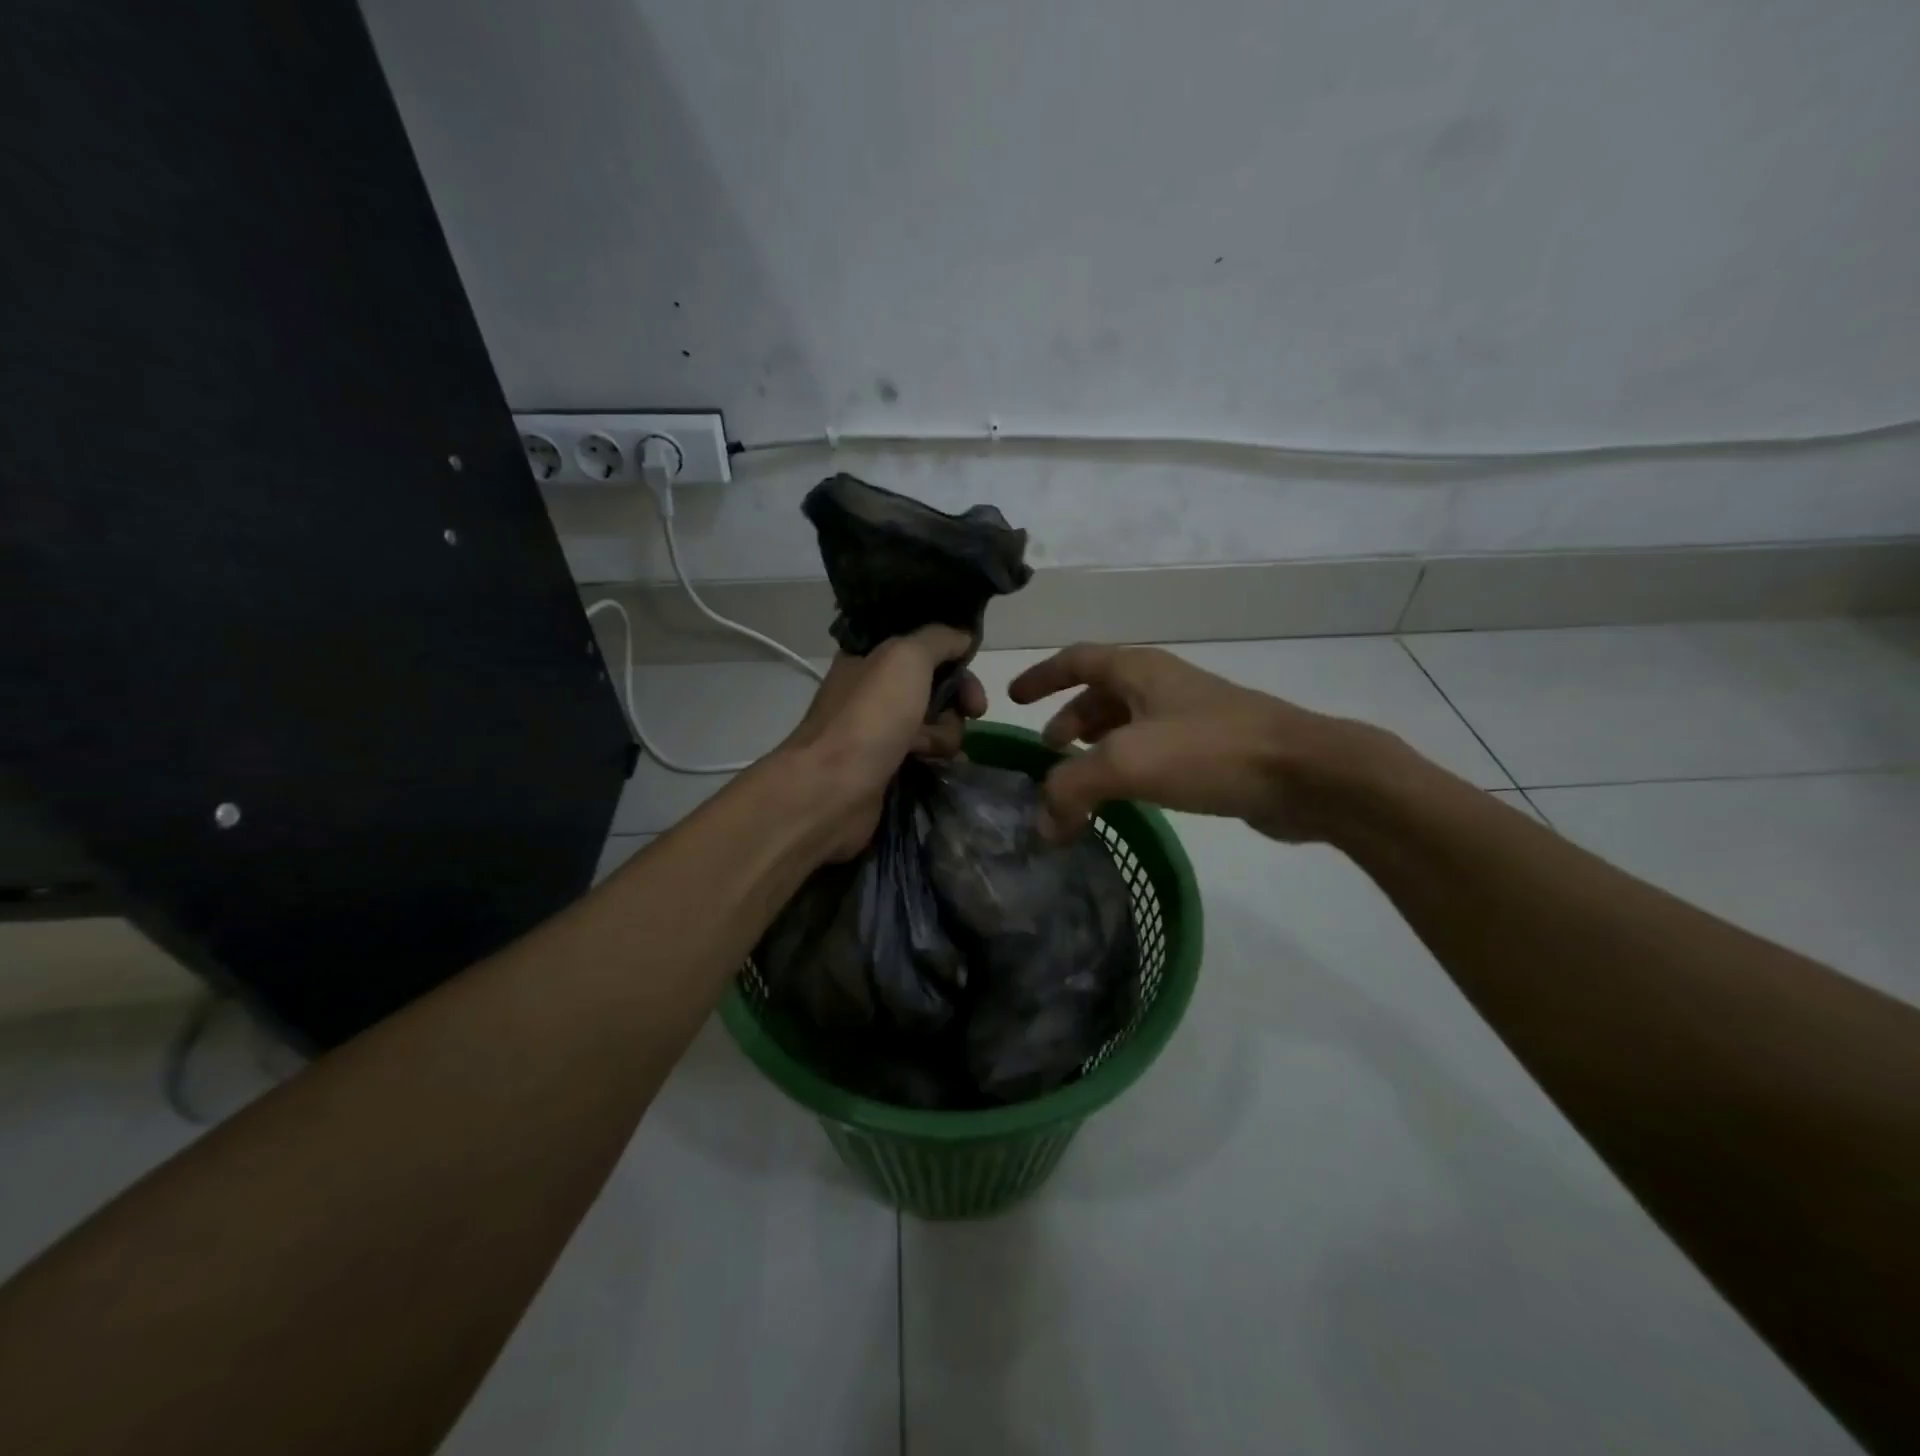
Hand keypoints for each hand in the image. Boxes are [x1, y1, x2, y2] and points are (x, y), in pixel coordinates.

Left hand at [781, 628, 987, 859]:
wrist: (834, 787)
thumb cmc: (870, 715)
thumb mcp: (906, 657)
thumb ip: (938, 639)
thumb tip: (964, 637)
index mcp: (869, 657)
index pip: (920, 644)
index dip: (950, 651)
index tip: (971, 662)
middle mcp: (874, 690)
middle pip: (934, 683)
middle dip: (958, 695)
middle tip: (974, 709)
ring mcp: (881, 730)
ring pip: (935, 721)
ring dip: (947, 732)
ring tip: (931, 747)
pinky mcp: (889, 765)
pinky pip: (928, 753)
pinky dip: (939, 757)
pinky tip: (942, 764)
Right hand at [1008, 643, 1373, 842]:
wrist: (1306, 774)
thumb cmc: (1209, 751)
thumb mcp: (1126, 763)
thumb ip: (1071, 789)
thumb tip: (1044, 825)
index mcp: (1139, 670)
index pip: (1076, 660)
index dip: (1042, 677)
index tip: (1013, 698)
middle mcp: (1162, 685)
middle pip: (1102, 693)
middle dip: (1069, 718)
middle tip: (1048, 751)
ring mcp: (1191, 716)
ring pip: (1128, 723)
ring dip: (1097, 745)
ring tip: (1079, 778)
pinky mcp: (1213, 750)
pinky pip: (1154, 750)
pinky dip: (1127, 767)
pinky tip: (1125, 797)